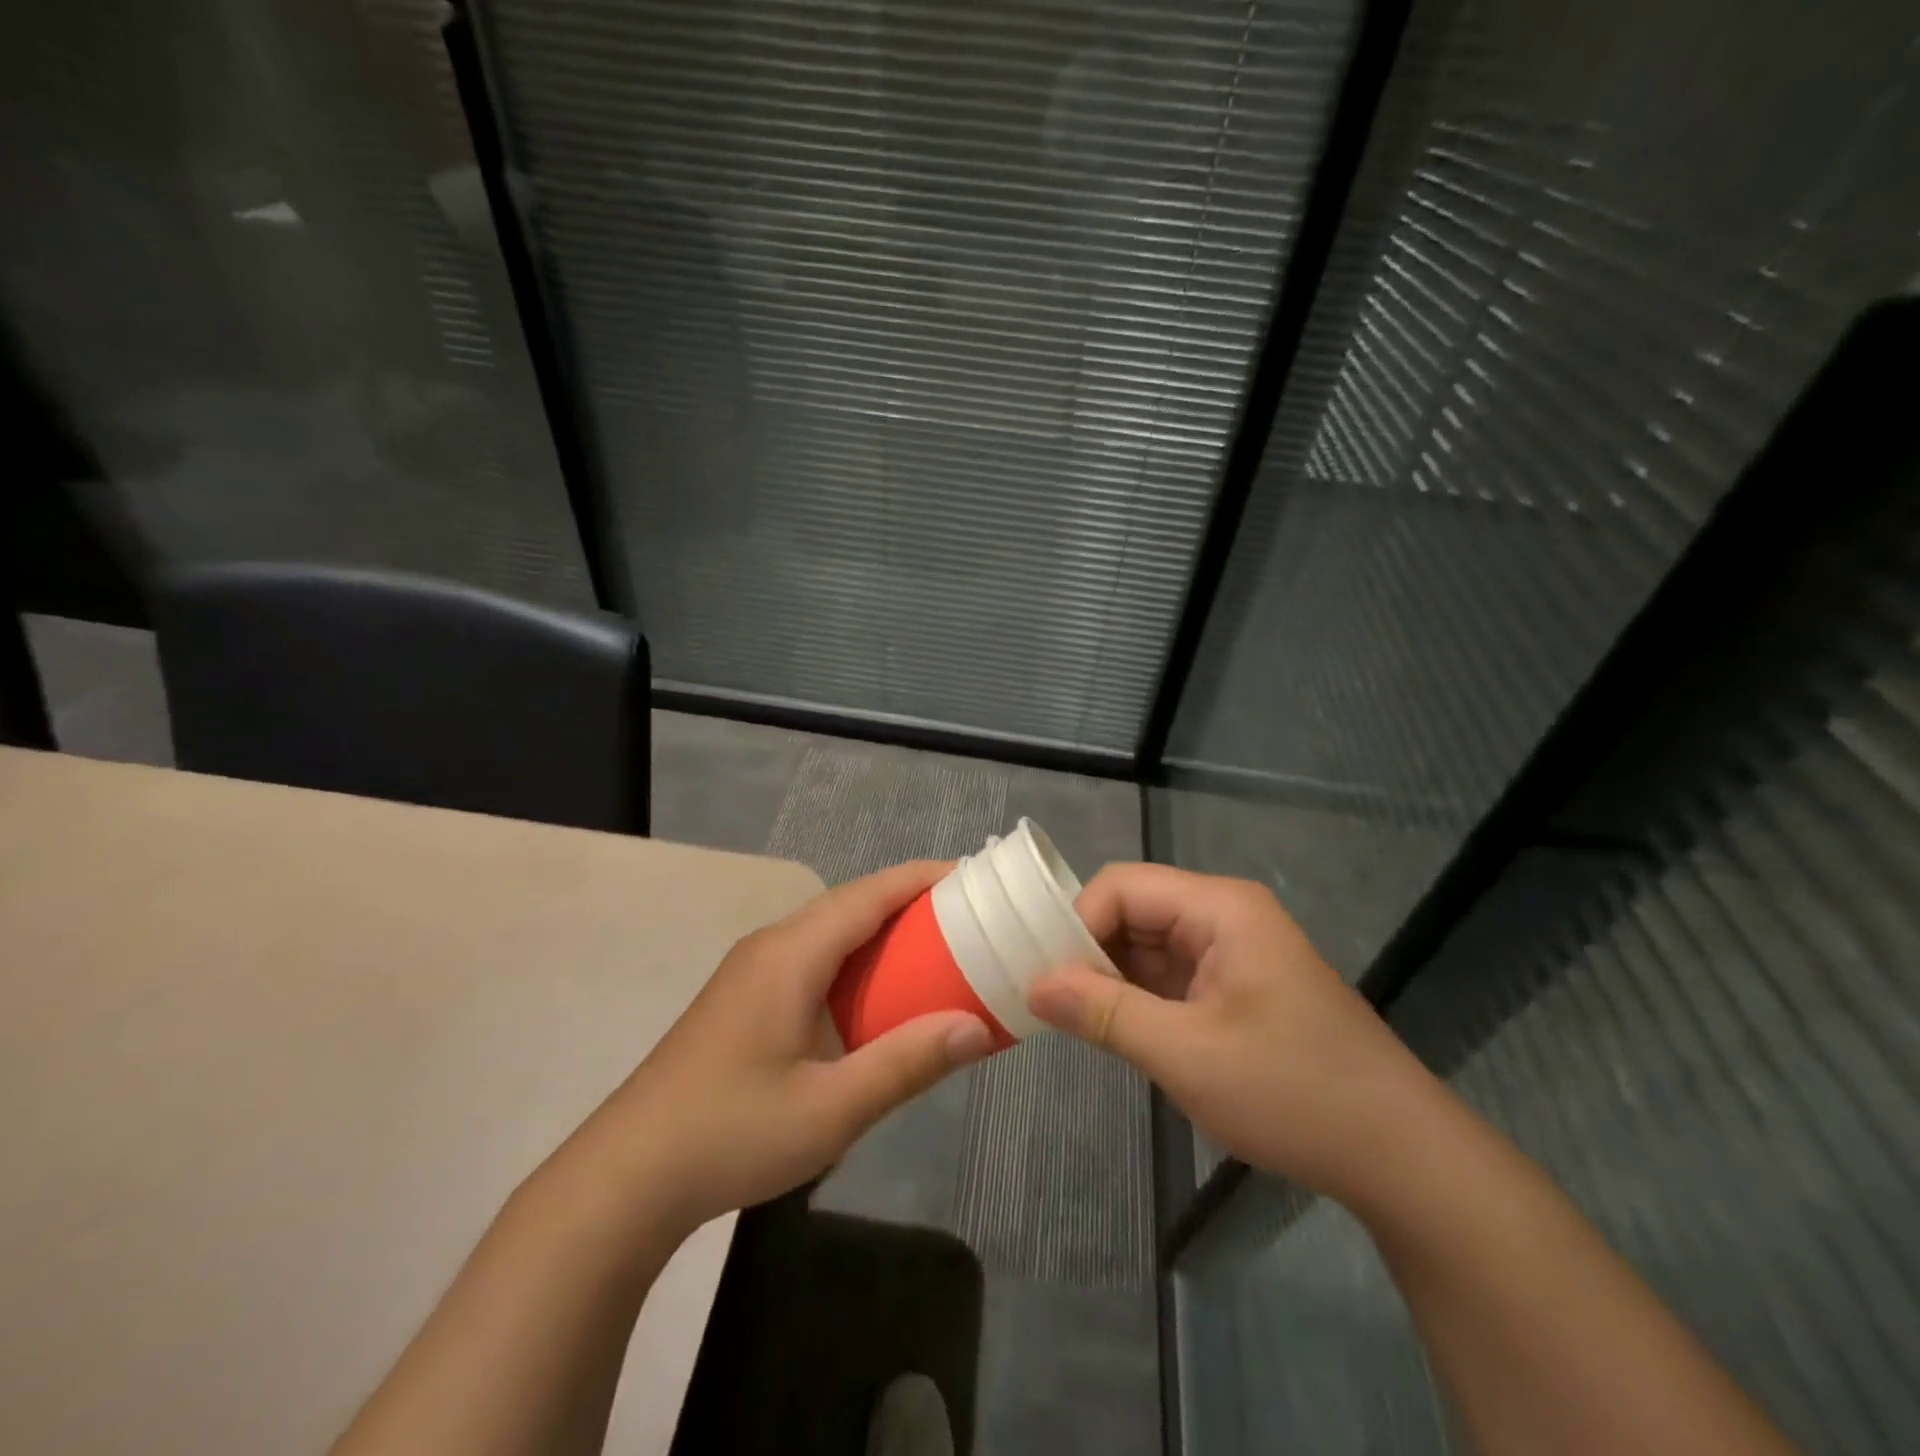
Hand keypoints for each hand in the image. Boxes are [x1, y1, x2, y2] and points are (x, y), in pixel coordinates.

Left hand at [587, 860, 994, 1236]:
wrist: (627, 1176)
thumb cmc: (732, 1133)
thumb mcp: (831, 1109)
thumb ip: (906, 1064)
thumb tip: (977, 1028)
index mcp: (791, 954)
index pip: (869, 894)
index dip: (922, 878)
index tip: (974, 877)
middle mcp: (771, 946)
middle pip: (851, 904)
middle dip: (909, 902)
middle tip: (969, 918)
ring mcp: (752, 971)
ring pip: (830, 931)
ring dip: (882, 932)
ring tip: (936, 949)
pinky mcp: (744, 998)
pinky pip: (814, 958)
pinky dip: (856, 960)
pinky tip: (876, 995)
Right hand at [1026, 863, 1438, 1203]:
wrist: (1399, 1156)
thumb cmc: (1294, 1093)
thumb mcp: (1187, 1054)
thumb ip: (1104, 1012)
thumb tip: (1034, 985)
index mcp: (1219, 908)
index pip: (1122, 887)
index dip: (1077, 923)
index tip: (1044, 977)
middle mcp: (1224, 916)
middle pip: (1133, 911)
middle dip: (1088, 951)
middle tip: (1046, 1001)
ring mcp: (1232, 952)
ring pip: (1147, 946)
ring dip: (1109, 978)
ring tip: (1069, 1019)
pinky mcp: (1236, 988)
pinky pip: (1169, 977)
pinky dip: (1137, 999)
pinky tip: (1112, 1030)